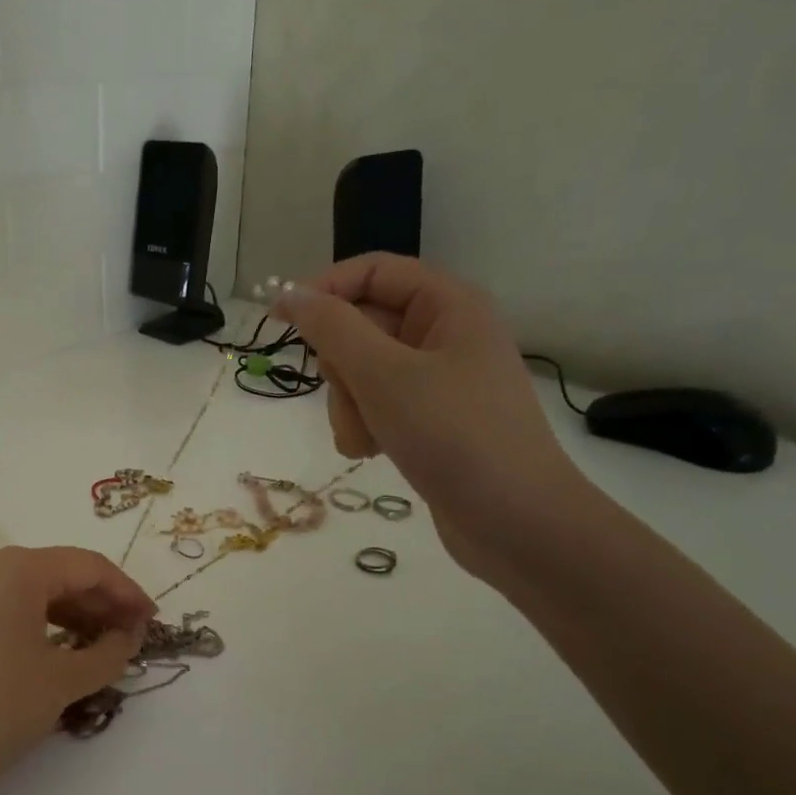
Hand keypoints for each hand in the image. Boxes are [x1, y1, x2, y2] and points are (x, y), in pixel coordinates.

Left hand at [0, 546, 155, 785]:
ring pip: (34, 592)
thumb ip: (107, 654)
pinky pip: (9, 608)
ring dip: (74, 616)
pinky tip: (62, 652)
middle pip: (61, 574)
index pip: (89, 566)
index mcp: (18, 568)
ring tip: (104, 648)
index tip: (153, 622)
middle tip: (133, 638)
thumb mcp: (62, 682)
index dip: (128, 593)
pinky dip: (42, 625)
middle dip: (102, 604)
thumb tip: (128, 637)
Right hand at [273, 253, 590, 579]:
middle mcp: (444, 334)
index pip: (372, 272)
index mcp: (448, 305)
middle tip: (349, 395)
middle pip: (362, 326)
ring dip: (349, 405)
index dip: (324, 289)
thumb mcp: (383, 375)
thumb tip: (289, 293)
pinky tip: (372, 452)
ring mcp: (437, 380)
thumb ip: (332, 329)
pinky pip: (377, 406)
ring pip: (362, 372)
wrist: (515, 522)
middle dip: (341, 366)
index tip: (280, 322)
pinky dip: (364, 426)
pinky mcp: (429, 419)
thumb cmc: (454, 435)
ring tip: (365, 438)